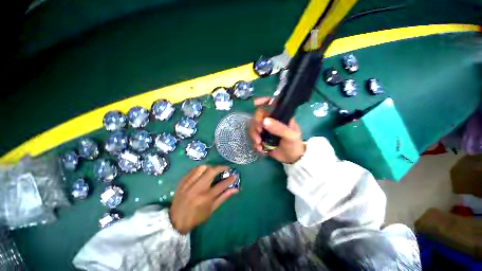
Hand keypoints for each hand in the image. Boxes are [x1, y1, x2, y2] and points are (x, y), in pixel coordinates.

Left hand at [169, 165, 237, 233]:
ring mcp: (189, 184)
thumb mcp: (212, 209)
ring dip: (210, 166)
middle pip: (212, 171)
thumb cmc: (196, 217)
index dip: (230, 179)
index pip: (222, 185)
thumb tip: (235, 189)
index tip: (234, 176)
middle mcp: (198, 188)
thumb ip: (224, 197)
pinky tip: (204, 171)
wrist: (176, 220)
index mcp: (206, 197)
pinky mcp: (183, 181)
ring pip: (202, 168)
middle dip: (221, 167)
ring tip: (214, 169)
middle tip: (225, 168)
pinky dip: (200, 168)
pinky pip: (193, 170)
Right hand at [249, 97, 305, 163]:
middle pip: (258, 116)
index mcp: (280, 116)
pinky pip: (253, 136)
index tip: (255, 103)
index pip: (272, 103)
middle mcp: (271, 120)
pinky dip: (254, 143)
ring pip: (253, 127)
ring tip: (259, 144)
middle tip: (259, 133)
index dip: (263, 101)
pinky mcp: (261, 137)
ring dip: (253, 135)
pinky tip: (260, 148)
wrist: (291, 158)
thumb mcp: (290, 136)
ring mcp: (265, 129)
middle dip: (256, 125)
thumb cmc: (294, 144)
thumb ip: (279, 128)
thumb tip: (264, 121)